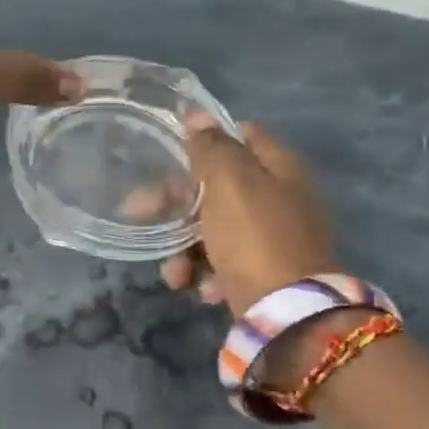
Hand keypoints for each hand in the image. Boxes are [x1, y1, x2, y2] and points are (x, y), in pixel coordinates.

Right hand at [160, 114, 337, 314]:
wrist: (289, 314)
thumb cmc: (255, 236)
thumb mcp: (229, 182)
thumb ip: (211, 147)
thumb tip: (197, 115)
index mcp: (281, 167)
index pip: (243, 135)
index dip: (207, 139)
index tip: (172, 152)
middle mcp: (281, 198)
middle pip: (219, 185)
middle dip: (176, 202)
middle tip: (140, 211)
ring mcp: (273, 238)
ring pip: (213, 228)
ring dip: (184, 247)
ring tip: (175, 273)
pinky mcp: (264, 274)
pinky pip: (224, 263)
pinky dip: (206, 273)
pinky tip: (201, 288)